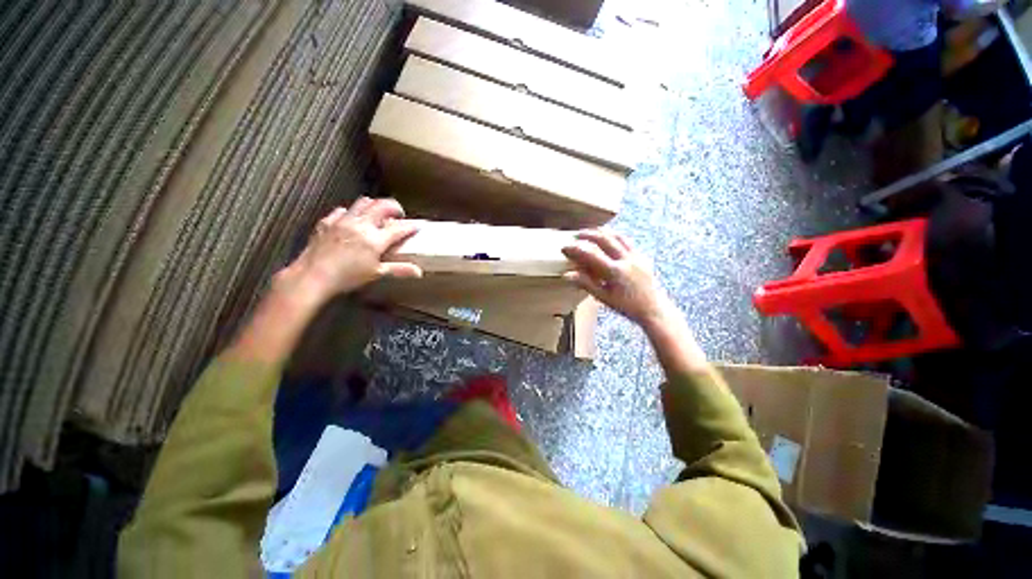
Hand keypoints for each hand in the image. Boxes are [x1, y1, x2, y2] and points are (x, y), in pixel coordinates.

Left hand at [274, 197, 421, 307]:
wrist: (313, 276)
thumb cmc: (347, 277)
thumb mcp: (376, 273)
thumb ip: (399, 269)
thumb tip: (419, 272)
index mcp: (375, 240)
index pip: (399, 228)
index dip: (411, 226)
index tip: (418, 225)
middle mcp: (361, 225)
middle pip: (382, 206)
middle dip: (394, 207)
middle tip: (398, 214)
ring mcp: (343, 221)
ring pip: (363, 202)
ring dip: (374, 206)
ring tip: (377, 214)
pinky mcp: (328, 221)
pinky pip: (343, 210)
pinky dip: (352, 212)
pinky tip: (352, 221)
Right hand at [562, 230, 673, 327]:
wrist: (653, 309)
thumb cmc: (627, 306)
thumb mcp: (603, 297)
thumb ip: (585, 283)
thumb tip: (567, 275)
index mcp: (615, 272)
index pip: (591, 254)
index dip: (576, 249)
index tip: (565, 248)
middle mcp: (626, 260)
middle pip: (604, 239)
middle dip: (588, 234)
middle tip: (576, 235)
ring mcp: (636, 256)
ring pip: (618, 236)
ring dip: (603, 232)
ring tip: (592, 231)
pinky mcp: (642, 256)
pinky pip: (627, 241)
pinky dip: (615, 236)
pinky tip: (609, 238)